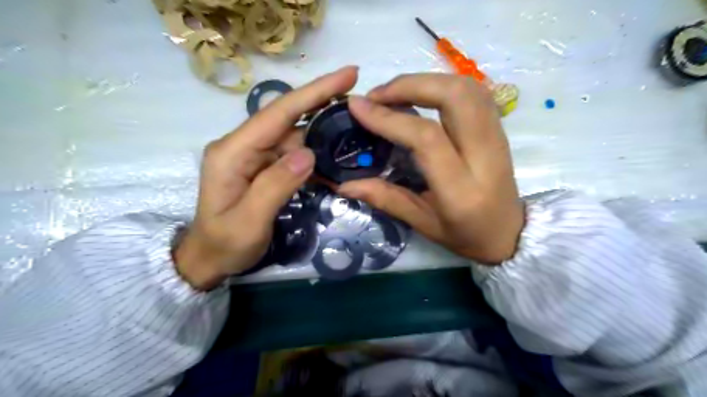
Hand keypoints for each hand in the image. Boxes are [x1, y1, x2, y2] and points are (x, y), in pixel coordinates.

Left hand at [172, 65, 359, 288]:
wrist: (209, 258)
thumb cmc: (225, 244)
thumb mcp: (249, 221)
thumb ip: (276, 185)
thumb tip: (308, 152)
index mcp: (233, 152)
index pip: (278, 113)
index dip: (314, 92)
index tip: (348, 74)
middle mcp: (242, 145)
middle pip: (288, 118)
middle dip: (323, 105)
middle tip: (359, 103)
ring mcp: (252, 154)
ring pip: (294, 134)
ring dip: (322, 133)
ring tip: (353, 130)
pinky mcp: (261, 165)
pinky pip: (292, 152)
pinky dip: (314, 153)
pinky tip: (332, 157)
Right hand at [340, 72, 526, 263]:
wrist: (511, 234)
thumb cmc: (466, 236)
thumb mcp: (422, 224)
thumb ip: (385, 199)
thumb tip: (344, 185)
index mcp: (461, 189)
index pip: (426, 139)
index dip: (389, 117)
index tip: (358, 106)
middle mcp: (484, 156)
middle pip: (454, 97)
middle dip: (410, 85)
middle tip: (377, 96)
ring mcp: (497, 138)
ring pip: (467, 87)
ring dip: (426, 80)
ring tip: (395, 93)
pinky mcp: (499, 129)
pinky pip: (474, 92)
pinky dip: (443, 84)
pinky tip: (422, 95)